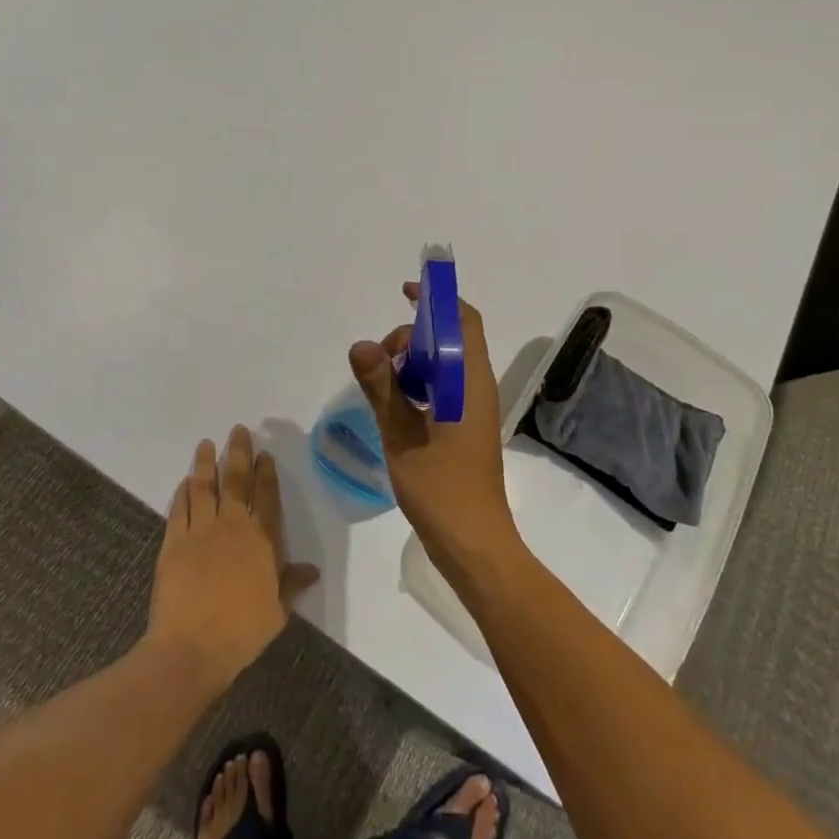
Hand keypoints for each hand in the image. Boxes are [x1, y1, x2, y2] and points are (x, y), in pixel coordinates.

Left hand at [148, 427, 318, 692]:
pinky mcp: (174, 542)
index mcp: (262, 540)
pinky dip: (182, 493)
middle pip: (235, 481)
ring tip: (206, 444)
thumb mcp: (277, 611)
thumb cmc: (241, 631)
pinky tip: (184, 482)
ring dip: (205, 464)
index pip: (266, 496)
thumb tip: (312, 570)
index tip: (264, 453)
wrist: (191, 648)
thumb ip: (292, 584)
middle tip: (238, 430)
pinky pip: (179, 509)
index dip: (265, 473)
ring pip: (204, 487)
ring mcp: (200, 531)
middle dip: (237, 453)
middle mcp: (233, 526)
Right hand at [349, 283, 518, 572]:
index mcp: (470, 381)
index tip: (405, 293)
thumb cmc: (441, 490)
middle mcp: (477, 386)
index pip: (463, 319)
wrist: (474, 545)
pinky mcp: (466, 426)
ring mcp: (473, 408)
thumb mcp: (402, 436)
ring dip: (414, 361)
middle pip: (450, 338)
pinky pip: (443, 387)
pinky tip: (395, 405)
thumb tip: (361, 344)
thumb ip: (381, 388)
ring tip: (384, 383)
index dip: (437, 299)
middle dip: (413, 336)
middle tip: (380, 361)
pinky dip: (419, 384)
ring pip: (444, 364)